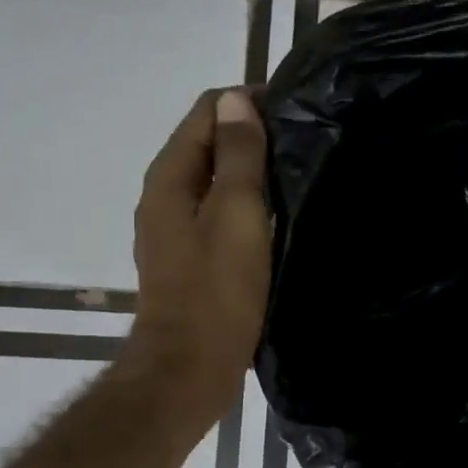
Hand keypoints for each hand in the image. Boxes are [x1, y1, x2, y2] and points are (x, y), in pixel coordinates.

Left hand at [129, 88, 270, 430]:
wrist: (190, 367)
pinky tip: (273, 214)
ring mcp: (174, 229)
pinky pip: (217, 211)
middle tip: (302, 141)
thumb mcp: (235, 214)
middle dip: (249, 133)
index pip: (205, 113)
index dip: (245, 103)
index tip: (293, 111)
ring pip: (214, 179)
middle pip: (207, 143)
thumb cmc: (217, 290)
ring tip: (294, 172)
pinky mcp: (190, 257)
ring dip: (248, 169)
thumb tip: (235, 100)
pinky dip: (243, 201)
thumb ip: (237, 155)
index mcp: (170, 178)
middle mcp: (165, 196)